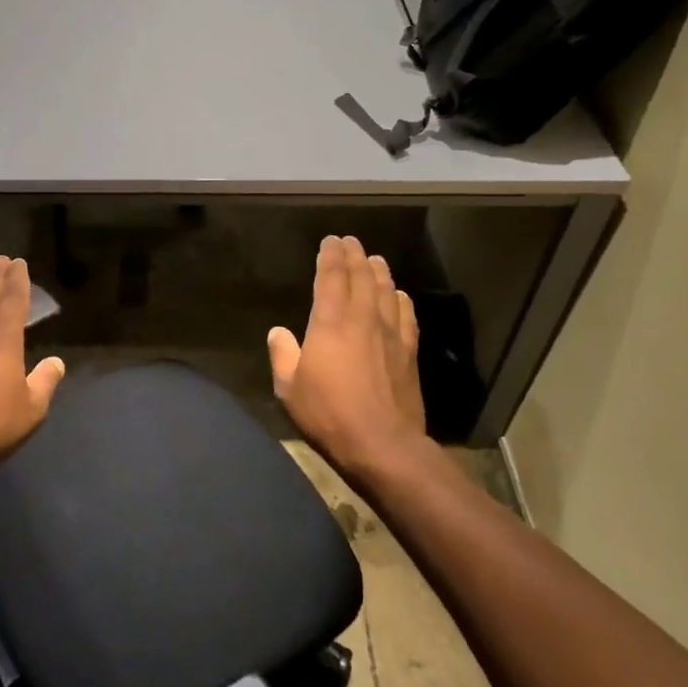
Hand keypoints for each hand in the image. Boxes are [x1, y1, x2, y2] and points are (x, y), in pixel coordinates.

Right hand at [268, 236, 426, 478]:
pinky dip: (401, 300)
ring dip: (378, 272)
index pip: (331, 277)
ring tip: (374, 259)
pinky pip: (406, 316)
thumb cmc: (328, 414)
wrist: (382, 445)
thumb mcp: (289, 388)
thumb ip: (283, 355)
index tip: (330, 241)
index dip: (330, 256)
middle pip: (361, 277)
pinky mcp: (409, 353)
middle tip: (350, 242)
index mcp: (330, 322)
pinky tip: (400, 295)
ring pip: (386, 291)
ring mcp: (390, 334)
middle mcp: (362, 319)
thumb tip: (278, 332)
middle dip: (354, 256)